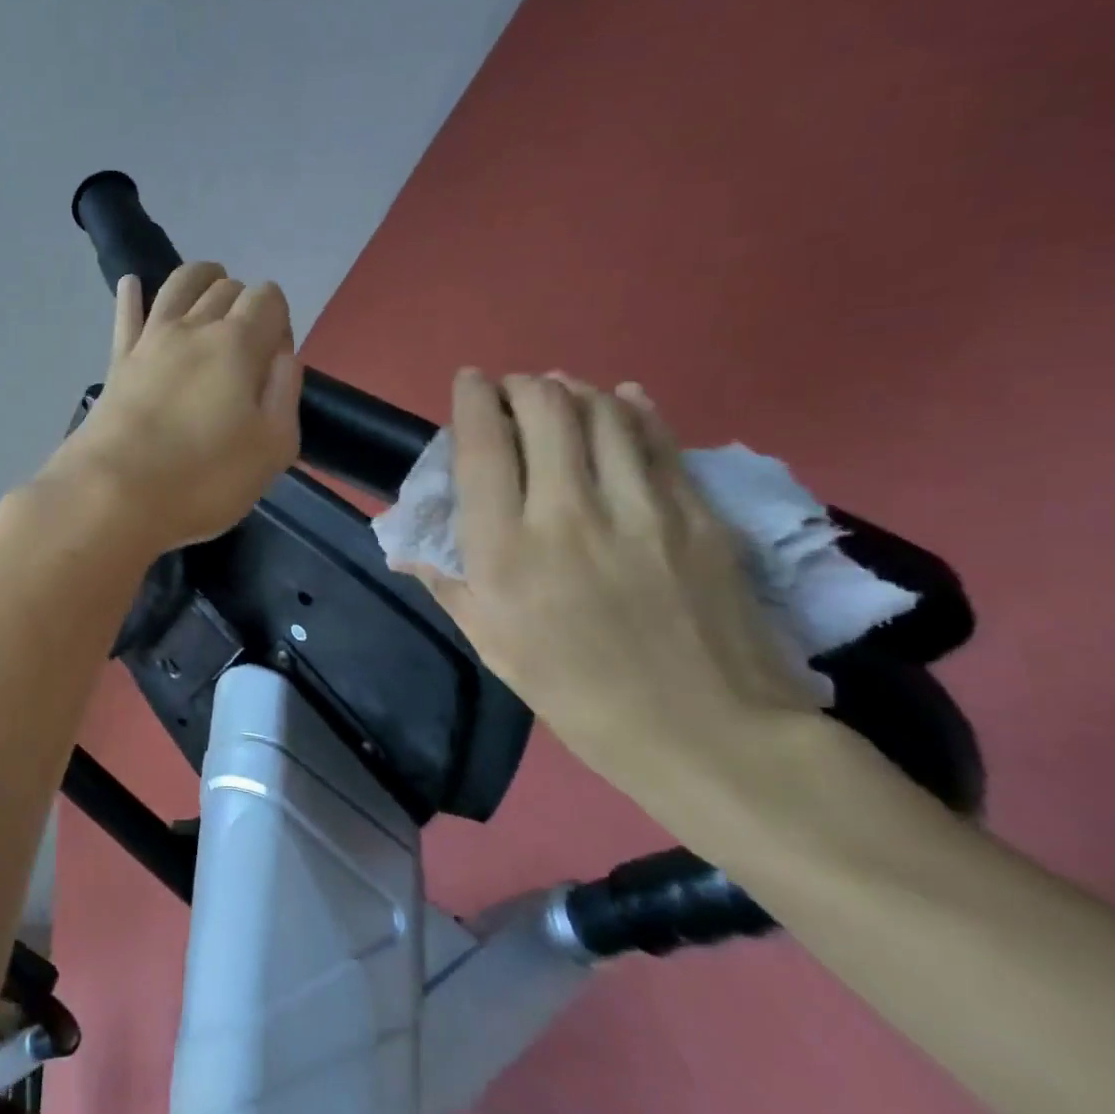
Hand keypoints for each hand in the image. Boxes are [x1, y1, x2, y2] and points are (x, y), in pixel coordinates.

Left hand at [36, 263, 301, 556]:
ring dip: (201, 279)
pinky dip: (131, 295)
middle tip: (247, 345)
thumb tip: (281, 356)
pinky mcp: (117, 362)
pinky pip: (126, 315)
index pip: (269, 298)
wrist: (114, 495)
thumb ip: (284, 392)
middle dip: (245, 303)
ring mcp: (149, 340)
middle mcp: (193, 327)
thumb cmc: (203, 479)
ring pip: (178, 285)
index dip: (280, 321)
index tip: (275, 362)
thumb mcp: (273, 448)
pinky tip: (131, 284)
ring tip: (211, 289)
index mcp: (238, 344)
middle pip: (226, 288)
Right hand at [397, 370, 817, 788]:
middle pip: (545, 408)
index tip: (470, 382)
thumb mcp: (492, 643)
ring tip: (562, 394)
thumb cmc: (576, 693)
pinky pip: (658, 438)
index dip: (472, 399)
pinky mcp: (696, 512)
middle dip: (522, 385)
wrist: (704, 731)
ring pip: (604, 410)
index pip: (482, 445)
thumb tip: (411, 548)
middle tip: (514, 392)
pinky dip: (632, 409)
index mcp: (507, 550)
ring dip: (575, 390)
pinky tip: (621, 401)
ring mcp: (640, 507)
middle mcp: (568, 512)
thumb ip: (449, 582)